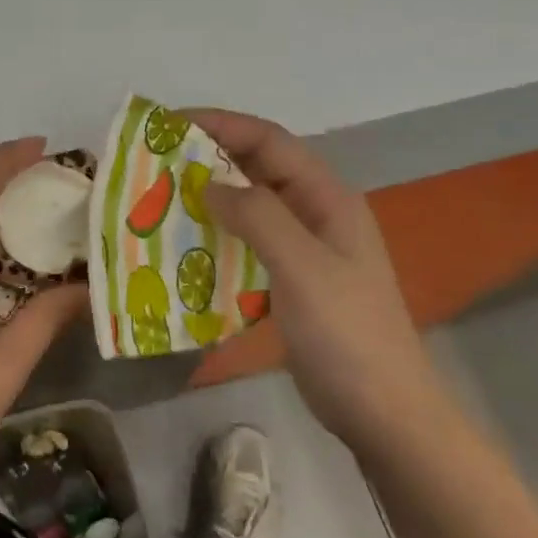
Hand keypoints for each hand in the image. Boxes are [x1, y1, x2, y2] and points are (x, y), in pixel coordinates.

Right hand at [188, 109, 447, 455]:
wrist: (383, 413)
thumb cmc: (347, 333)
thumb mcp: (302, 267)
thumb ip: (258, 216)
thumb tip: (208, 183)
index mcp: (326, 198)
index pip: (269, 141)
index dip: (221, 124)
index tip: (169, 124)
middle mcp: (314, 213)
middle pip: (257, 168)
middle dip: (208, 157)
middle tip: (155, 161)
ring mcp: (302, 248)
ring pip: (248, 206)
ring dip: (208, 197)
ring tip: (159, 199)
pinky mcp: (288, 279)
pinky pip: (245, 242)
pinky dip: (215, 235)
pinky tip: (182, 246)